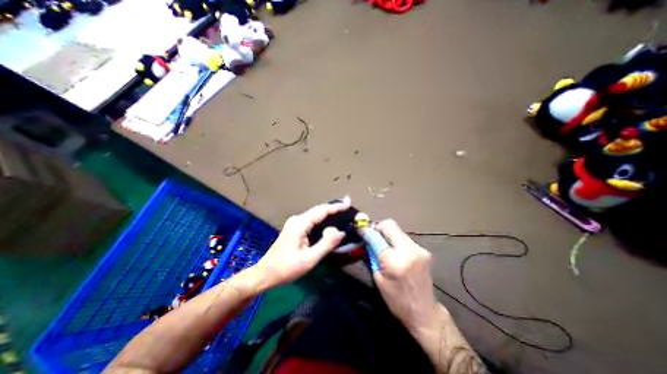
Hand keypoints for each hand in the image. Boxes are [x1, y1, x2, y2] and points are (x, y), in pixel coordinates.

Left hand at [253, 198, 350, 288]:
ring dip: (329, 214)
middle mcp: (297, 219)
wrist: (265, 274)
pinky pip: (312, 221)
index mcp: (299, 224)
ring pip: (316, 215)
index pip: (321, 211)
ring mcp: (295, 223)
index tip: (348, 204)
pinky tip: (330, 223)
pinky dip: (323, 220)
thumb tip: (340, 231)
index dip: (336, 207)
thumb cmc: (286, 268)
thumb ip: (326, 244)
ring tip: (343, 213)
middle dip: (334, 208)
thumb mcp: (309, 259)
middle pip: (319, 210)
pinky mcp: (295, 228)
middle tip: (348, 207)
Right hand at [372, 220, 441, 333]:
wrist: (424, 312)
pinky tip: (395, 251)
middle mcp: (408, 251)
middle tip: (373, 235)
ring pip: (398, 229)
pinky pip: (405, 237)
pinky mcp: (424, 250)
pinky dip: (396, 240)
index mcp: (394, 261)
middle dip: (378, 227)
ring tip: (383, 245)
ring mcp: (419, 249)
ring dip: (388, 233)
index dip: (366, 230)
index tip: (359, 227)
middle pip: (390, 224)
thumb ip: (372, 255)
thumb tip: (366, 238)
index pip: (376, 236)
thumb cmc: (396, 300)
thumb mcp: (378, 278)